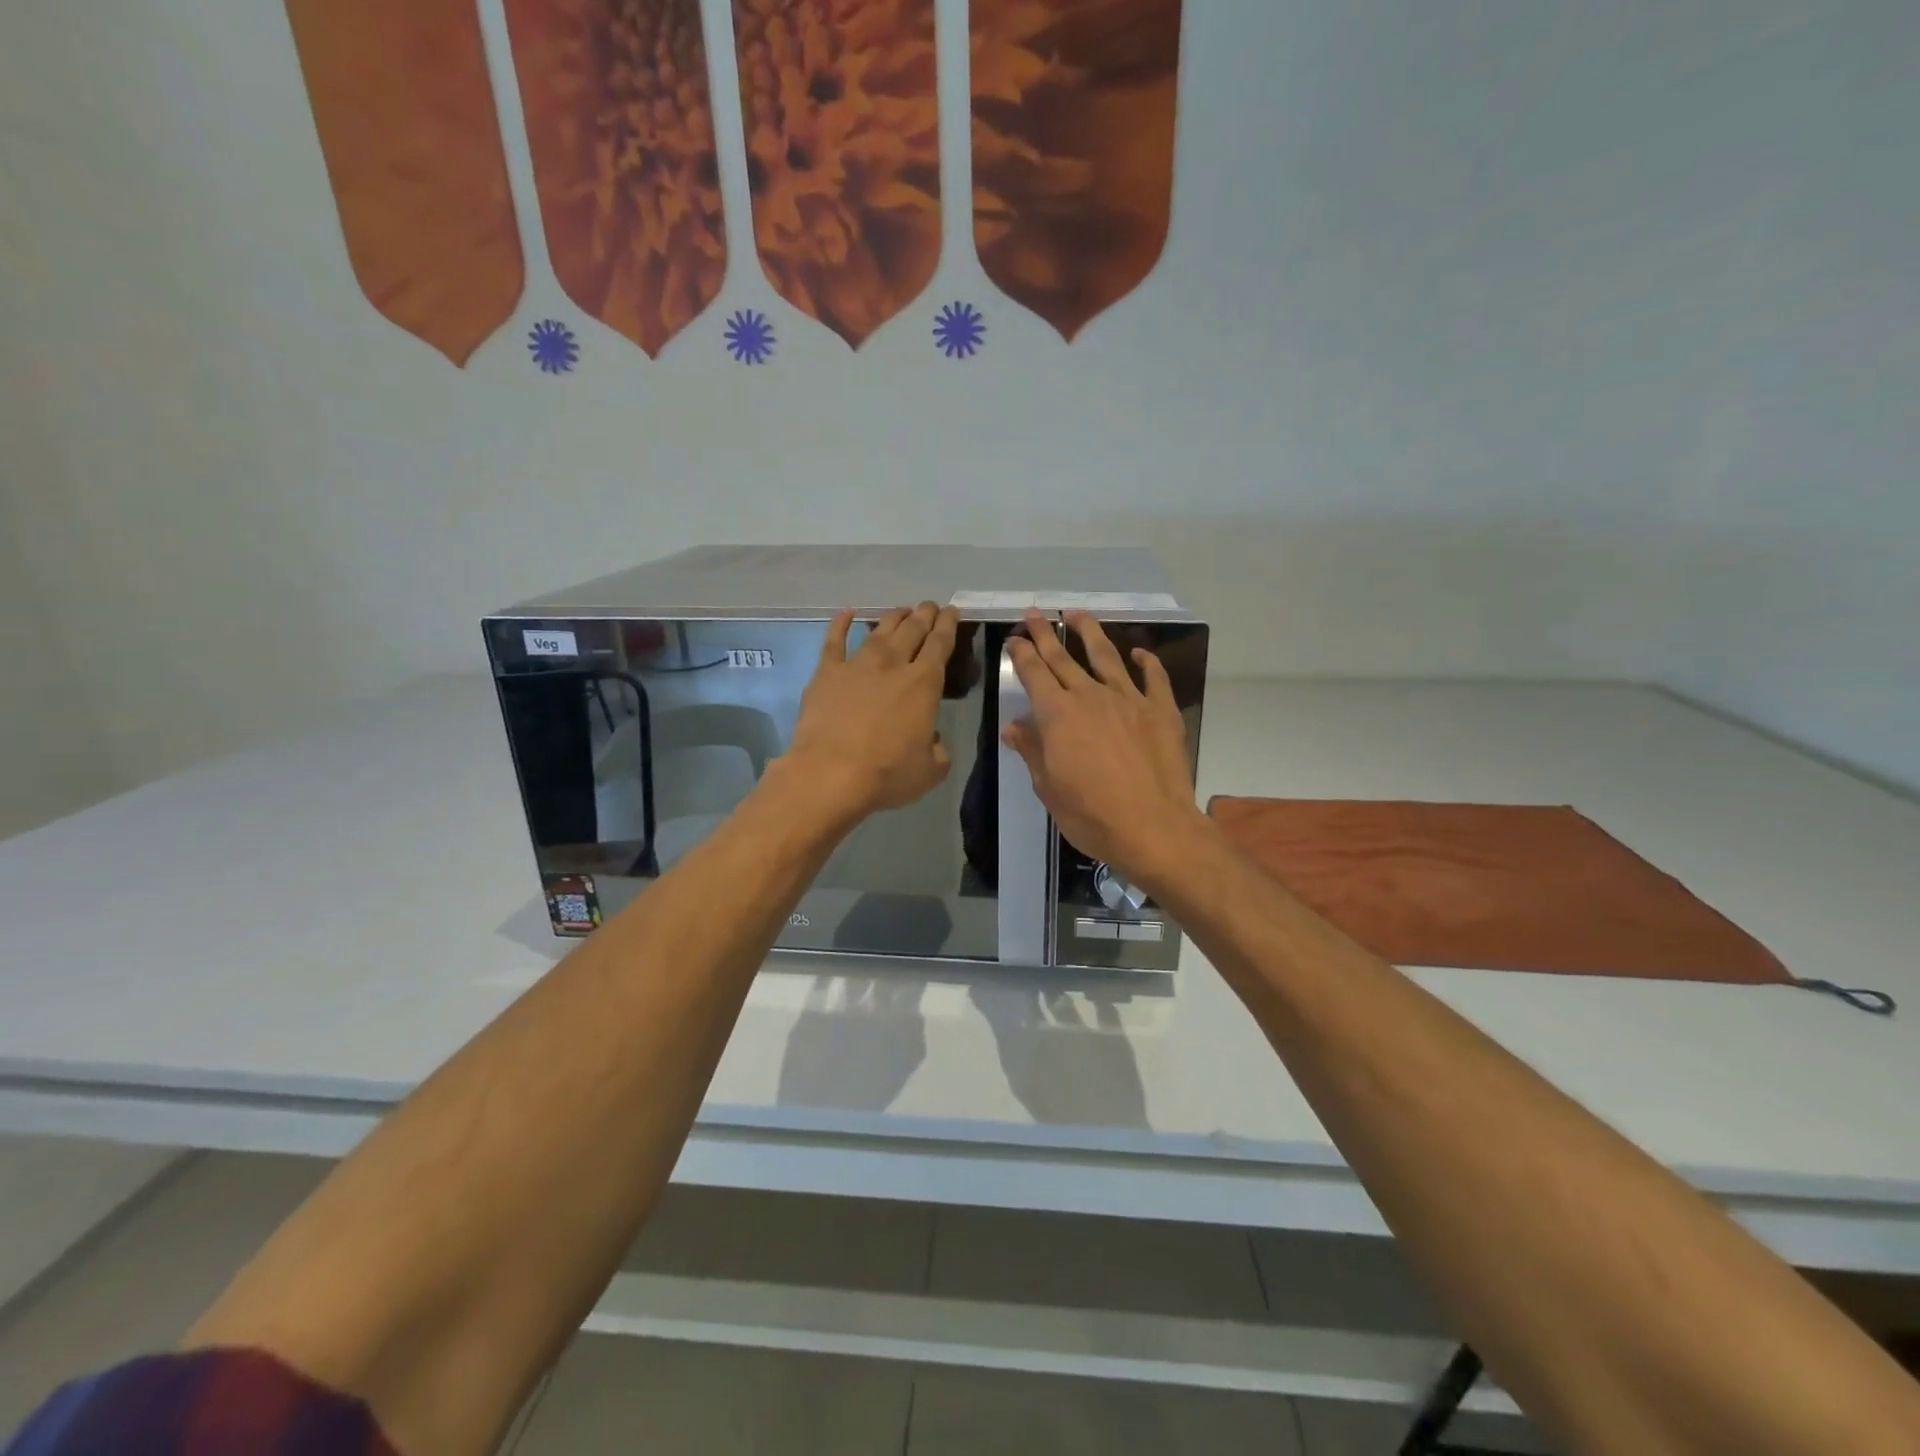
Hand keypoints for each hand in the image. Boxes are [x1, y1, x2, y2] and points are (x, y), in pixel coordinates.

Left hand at [786, 602, 959, 820]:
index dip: (948, 624)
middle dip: (924, 614)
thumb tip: (931, 739)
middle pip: (912, 629)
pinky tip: (847, 613)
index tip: (951, 611)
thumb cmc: (887, 774)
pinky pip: (834, 640)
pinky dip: (841, 623)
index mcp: (925, 684)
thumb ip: (938, 749)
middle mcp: (893, 664)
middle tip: (929, 606)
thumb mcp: (930, 770)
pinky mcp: (827, 672)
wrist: (830, 774)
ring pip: (879, 630)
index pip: (941, 643)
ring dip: (893, 617)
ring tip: (901, 610)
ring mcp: (857, 664)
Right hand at [1003, 610, 1208, 890]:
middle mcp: (1091, 696)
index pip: (1034, 673)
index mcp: (1058, 714)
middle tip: (1035, 614)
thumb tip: (1014, 727)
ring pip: (1105, 656)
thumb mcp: (1048, 788)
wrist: (1153, 827)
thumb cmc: (1091, 815)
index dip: (1022, 653)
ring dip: (1090, 632)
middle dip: (1046, 634)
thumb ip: (1033, 751)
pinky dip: (1146, 661)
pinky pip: (1153, 677)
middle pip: (1064, 657)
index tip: (1014, 638)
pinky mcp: (1161, 710)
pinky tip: (1139, 653)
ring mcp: (1129, 699)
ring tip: (1078, 613)